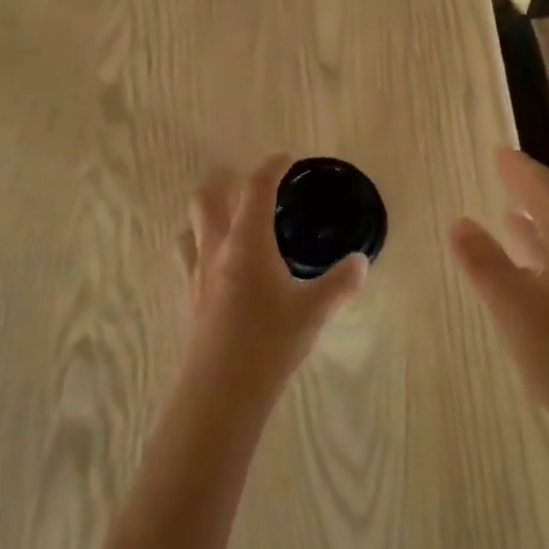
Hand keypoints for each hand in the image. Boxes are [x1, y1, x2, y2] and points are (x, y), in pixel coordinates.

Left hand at [180, 156, 367, 400]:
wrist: (221, 389)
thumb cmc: (269, 341)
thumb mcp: (313, 311)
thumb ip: (339, 283)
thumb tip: (361, 262)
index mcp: (247, 241)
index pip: (256, 189)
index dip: (271, 167)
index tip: (285, 159)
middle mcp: (217, 248)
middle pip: (208, 197)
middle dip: (224, 181)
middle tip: (245, 183)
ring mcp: (196, 272)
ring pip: (191, 225)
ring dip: (207, 213)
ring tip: (227, 218)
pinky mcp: (188, 296)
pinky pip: (187, 256)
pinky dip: (199, 245)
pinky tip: (215, 264)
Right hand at [451, 147, 548, 465]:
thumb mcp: (515, 307)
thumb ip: (485, 262)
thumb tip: (459, 221)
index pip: (548, 191)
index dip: (521, 170)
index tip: (500, 151)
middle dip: (530, 192)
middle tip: (503, 174)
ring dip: (534, 227)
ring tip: (508, 216)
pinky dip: (540, 258)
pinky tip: (526, 274)